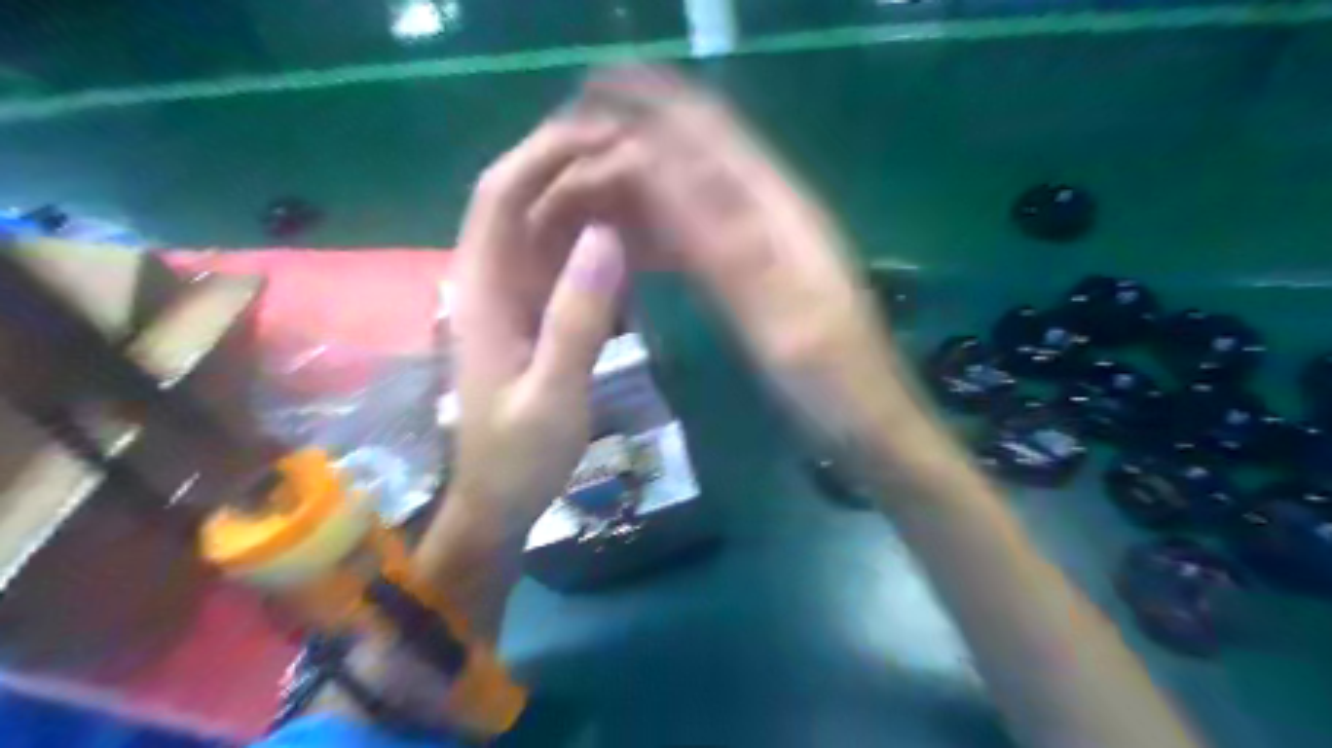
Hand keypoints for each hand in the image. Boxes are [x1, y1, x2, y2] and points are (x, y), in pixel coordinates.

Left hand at [442, 115, 624, 537]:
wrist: (498, 502)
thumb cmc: (518, 458)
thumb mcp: (552, 394)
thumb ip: (577, 319)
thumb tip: (607, 236)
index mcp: (483, 290)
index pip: (503, 194)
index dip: (547, 153)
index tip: (605, 135)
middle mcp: (492, 279)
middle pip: (525, 197)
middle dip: (574, 164)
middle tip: (641, 153)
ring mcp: (514, 295)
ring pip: (547, 225)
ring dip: (590, 197)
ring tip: (647, 183)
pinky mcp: (535, 314)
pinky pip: (565, 260)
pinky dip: (596, 239)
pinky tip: (635, 236)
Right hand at [533, 72, 911, 460]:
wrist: (864, 419)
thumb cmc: (830, 377)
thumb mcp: (780, 314)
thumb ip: (722, 243)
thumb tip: (654, 169)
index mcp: (778, 209)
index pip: (705, 131)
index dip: (645, 108)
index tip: (578, 114)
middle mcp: (763, 211)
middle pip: (689, 154)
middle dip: (626, 143)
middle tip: (561, 158)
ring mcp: (754, 243)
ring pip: (682, 195)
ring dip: (631, 189)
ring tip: (573, 198)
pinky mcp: (746, 274)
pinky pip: (689, 238)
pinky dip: (650, 233)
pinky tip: (618, 243)